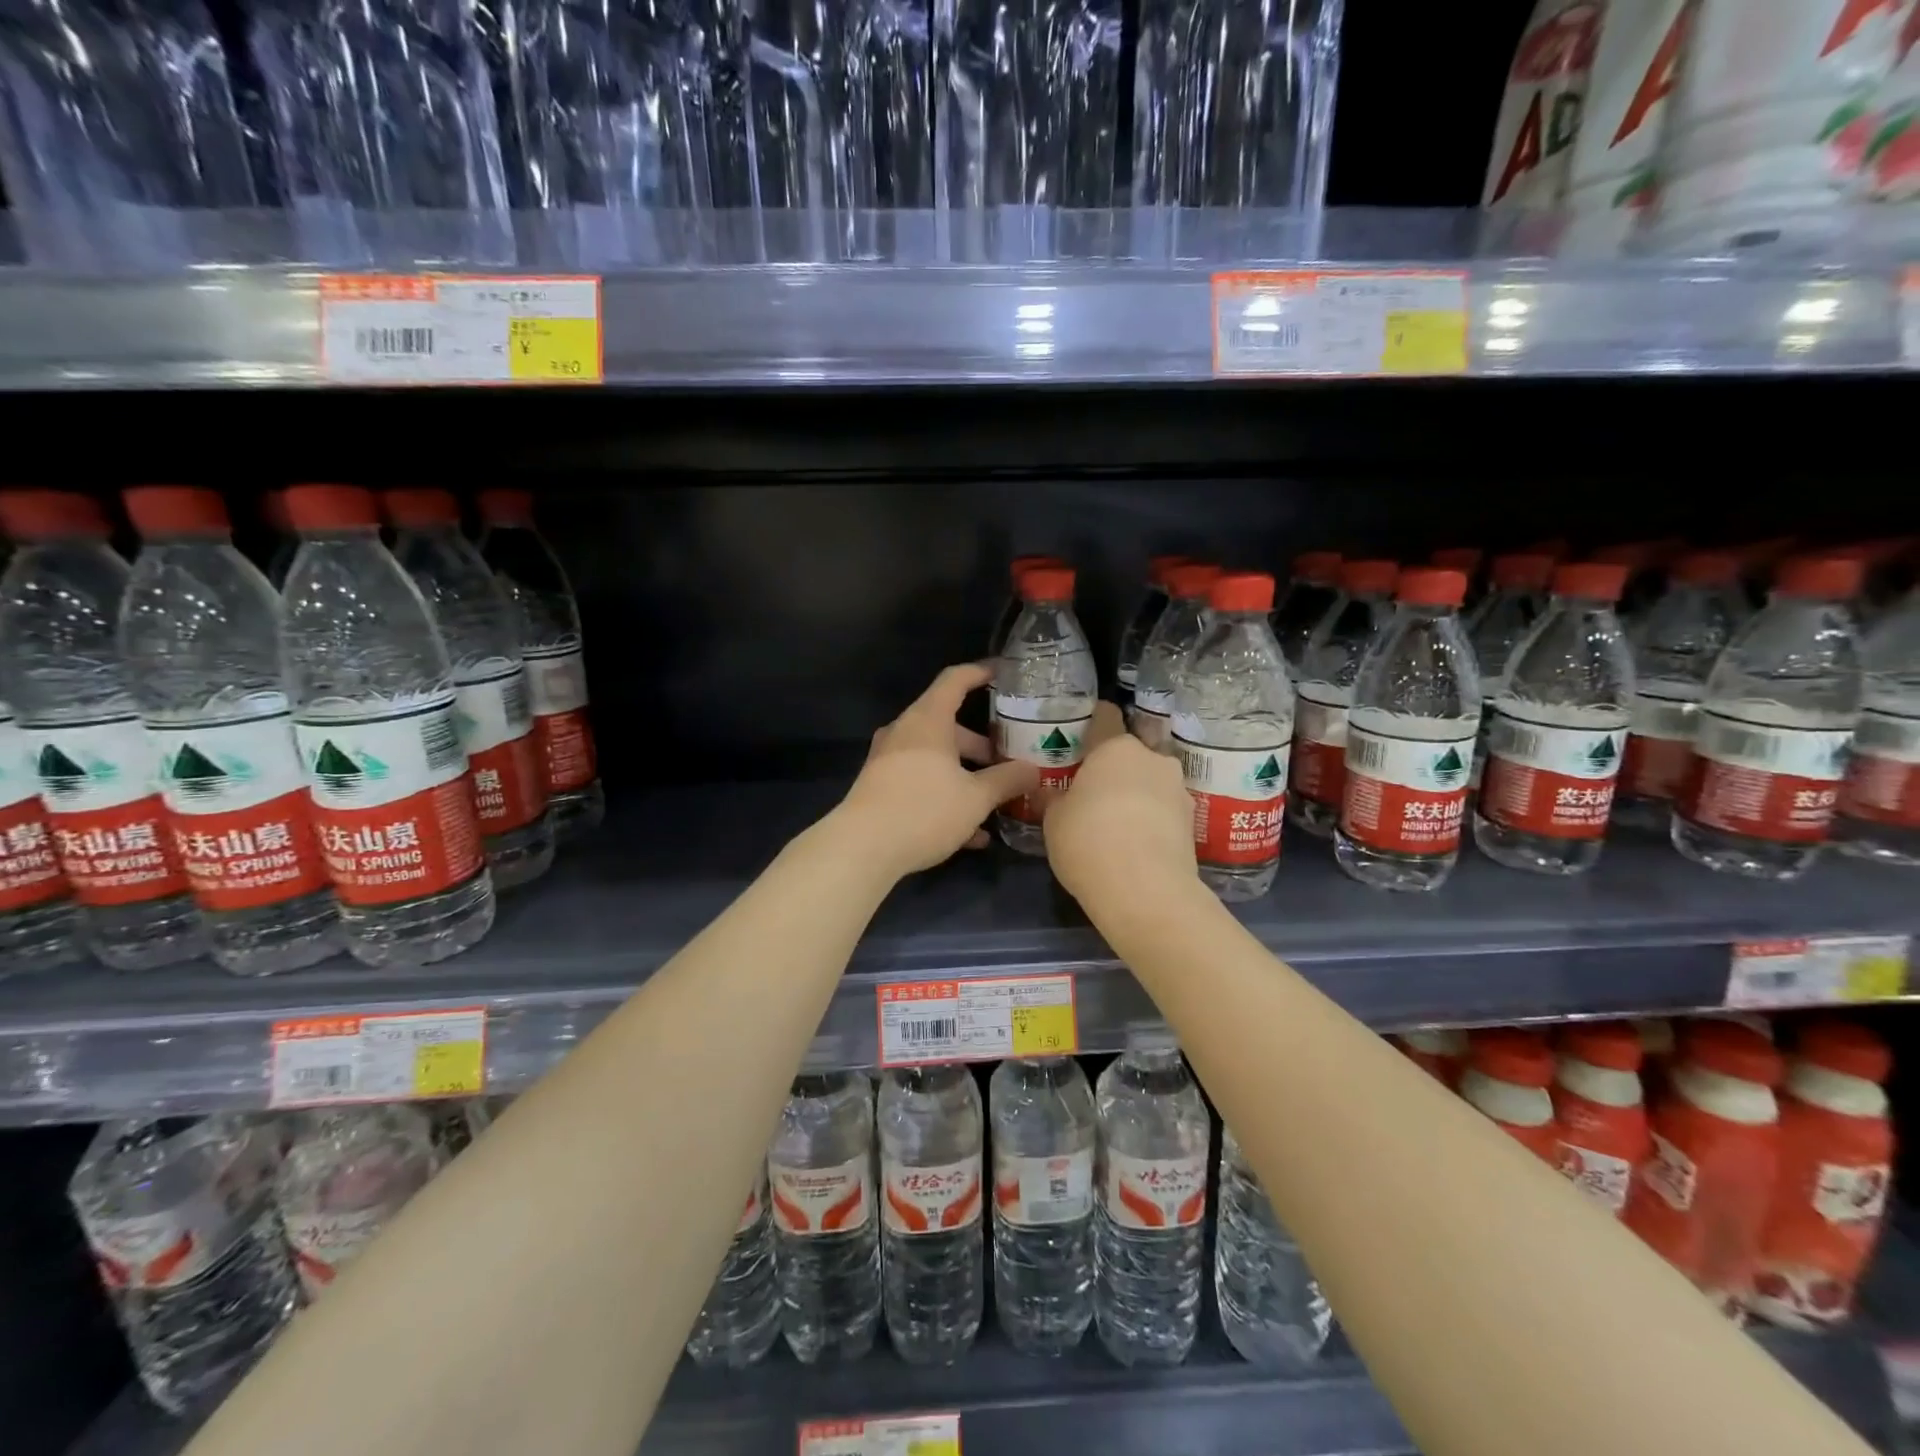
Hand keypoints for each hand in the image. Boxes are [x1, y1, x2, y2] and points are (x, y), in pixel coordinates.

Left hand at [836, 664, 1039, 877]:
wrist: (861, 848)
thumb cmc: (924, 810)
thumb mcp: (976, 798)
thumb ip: (1008, 780)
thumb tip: (1034, 770)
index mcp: (928, 721)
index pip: (955, 680)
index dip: (981, 673)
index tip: (1003, 673)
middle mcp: (905, 733)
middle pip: (948, 726)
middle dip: (981, 745)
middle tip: (1009, 760)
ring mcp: (889, 761)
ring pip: (936, 759)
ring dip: (966, 776)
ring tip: (996, 801)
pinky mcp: (881, 789)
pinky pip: (921, 783)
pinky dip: (946, 798)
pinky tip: (972, 834)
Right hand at [1043, 703, 1195, 906]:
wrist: (1146, 892)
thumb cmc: (1088, 842)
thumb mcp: (1054, 821)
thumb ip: (1054, 799)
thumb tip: (1050, 792)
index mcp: (1115, 748)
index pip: (1105, 717)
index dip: (1093, 721)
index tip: (1082, 732)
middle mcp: (1152, 759)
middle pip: (1131, 753)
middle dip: (1115, 767)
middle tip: (1093, 789)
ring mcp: (1178, 789)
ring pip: (1150, 781)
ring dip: (1136, 793)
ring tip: (1116, 821)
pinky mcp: (1193, 822)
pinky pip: (1164, 810)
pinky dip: (1151, 819)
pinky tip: (1135, 842)